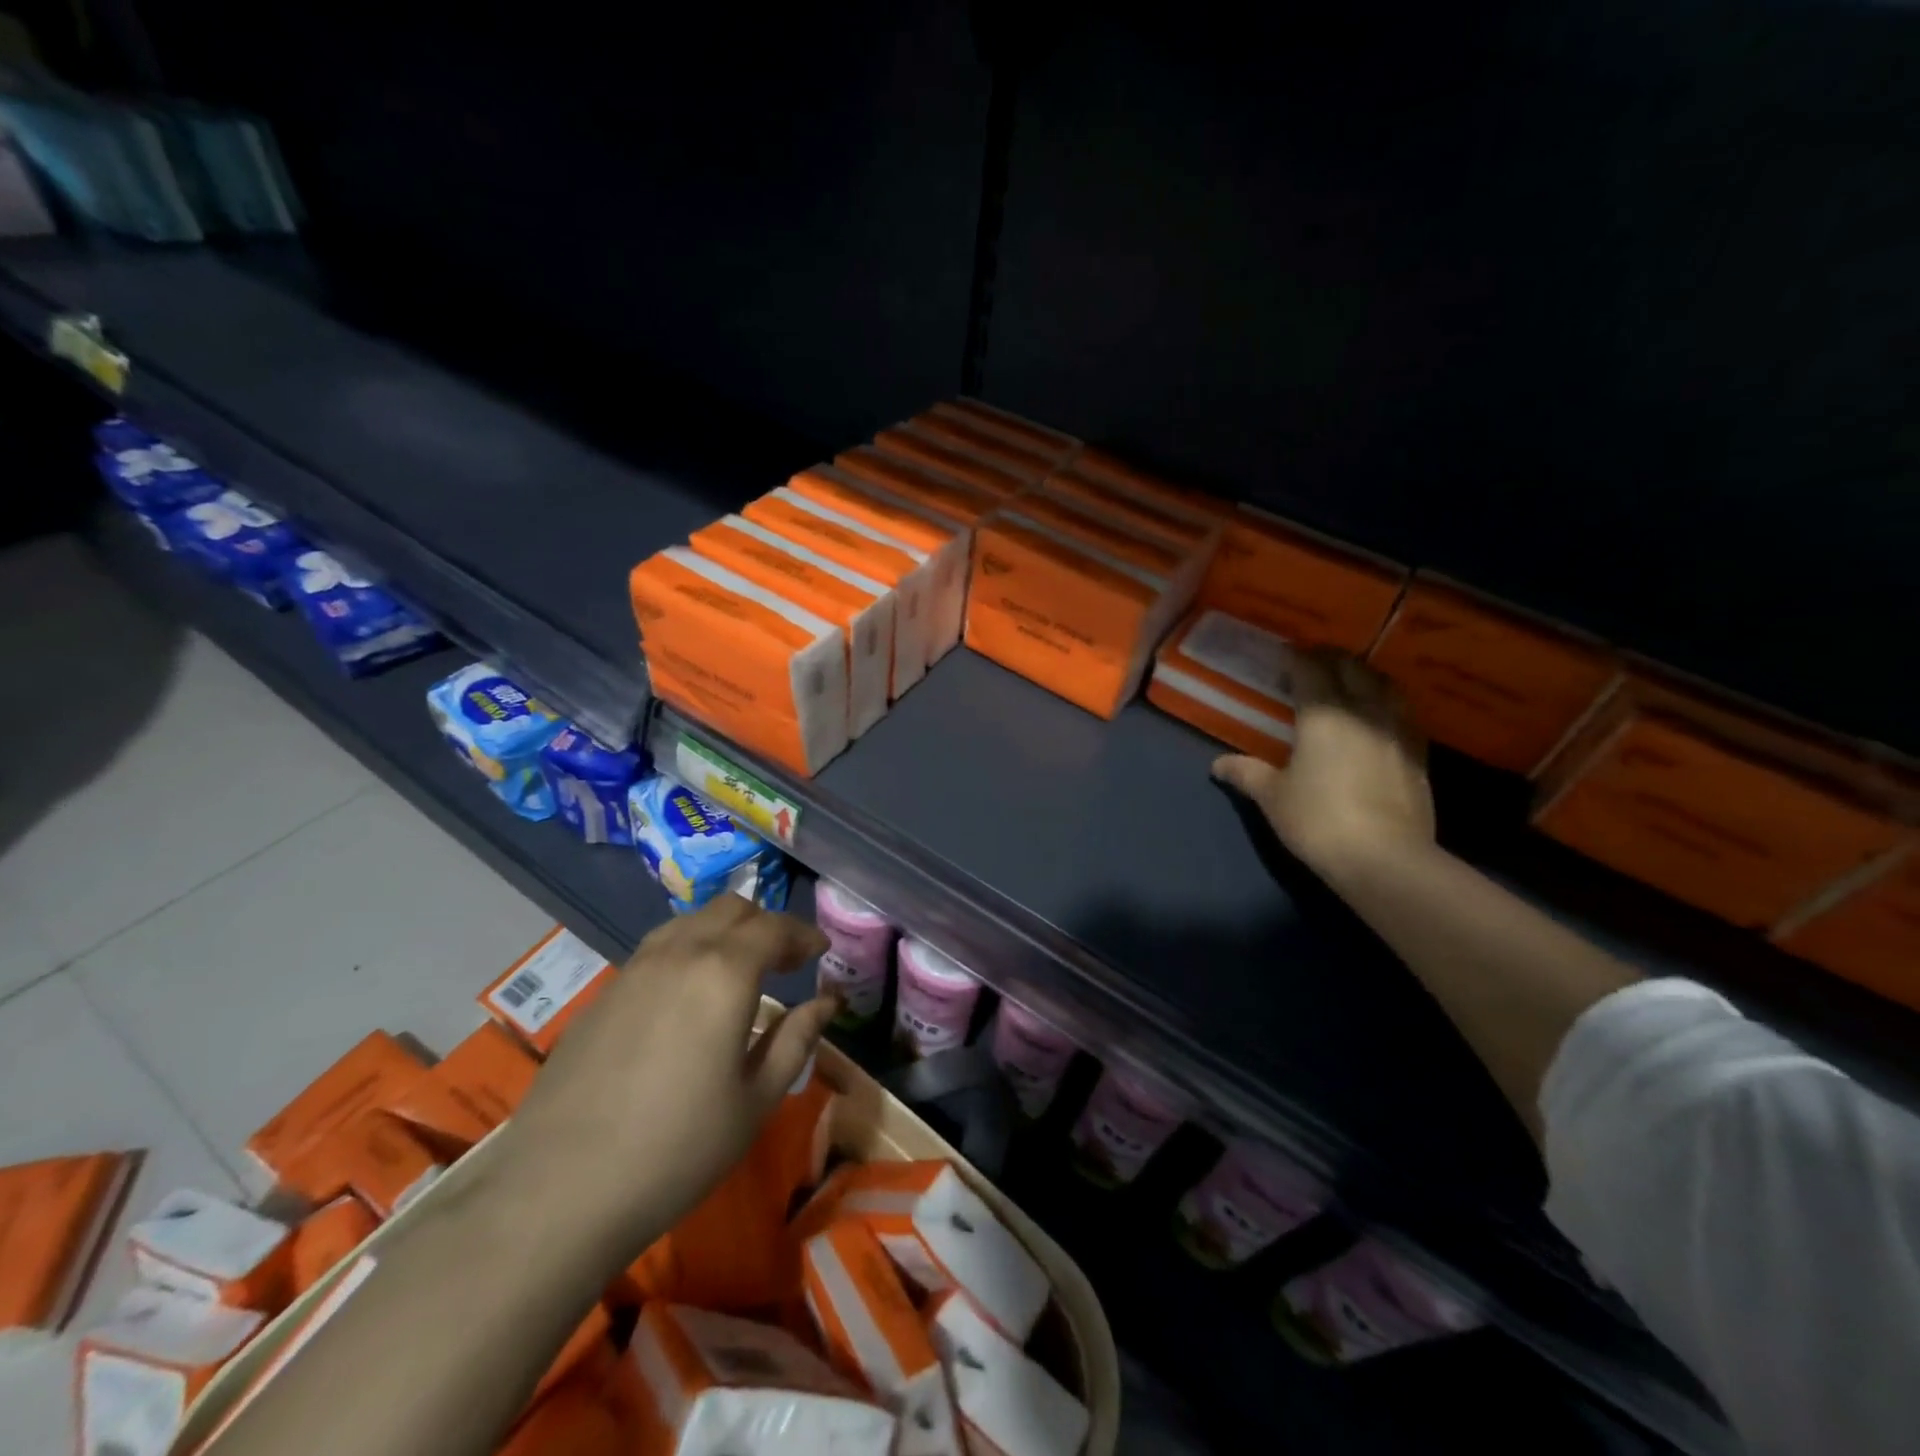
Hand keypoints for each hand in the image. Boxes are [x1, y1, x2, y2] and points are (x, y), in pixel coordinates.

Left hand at [502, 897, 832, 1255]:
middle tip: (785, 960)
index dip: (804, 935)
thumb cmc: (678, 1149)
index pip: (775, 928)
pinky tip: (688, 995)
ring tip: (738, 970)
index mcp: (725, 973)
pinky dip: (688, 950)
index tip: (821, 951)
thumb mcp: (755, 1100)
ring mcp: (635, 968)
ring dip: (725, 931)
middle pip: (732, 909)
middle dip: (766, 925)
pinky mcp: (603, 992)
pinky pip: (658, 948)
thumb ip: (796, 1040)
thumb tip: (827, 1002)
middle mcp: (680, 953)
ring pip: (691, 921)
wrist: (559, 1190)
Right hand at [1212, 652, 1435, 884]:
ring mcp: (1397, 730)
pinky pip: (1403, 713)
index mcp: (1323, 714)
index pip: (1310, 668)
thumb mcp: (1272, 797)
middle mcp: (1364, 711)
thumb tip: (1218, 764)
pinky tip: (1377, 719)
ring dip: (1364, 676)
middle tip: (1311, 665)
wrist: (1384, 859)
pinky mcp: (1419, 754)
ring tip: (1348, 684)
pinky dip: (1387, 704)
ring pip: (1385, 684)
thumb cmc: (1318, 820)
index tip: (1282, 656)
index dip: (1295, 657)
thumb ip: (1247, 773)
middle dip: (1330, 659)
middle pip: (1352, 667)